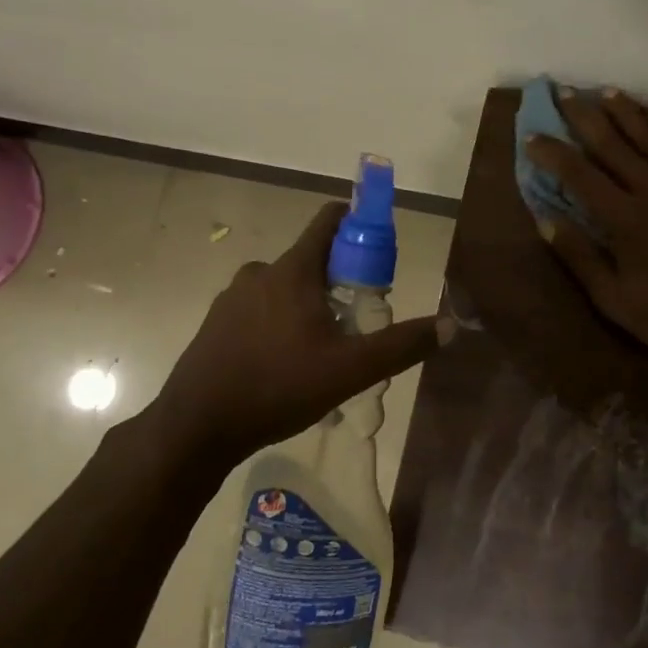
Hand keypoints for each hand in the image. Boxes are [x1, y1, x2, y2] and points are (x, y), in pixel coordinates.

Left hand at [148, 201, 452, 471]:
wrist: (197, 426)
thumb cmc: (278, 387)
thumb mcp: (350, 370)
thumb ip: (401, 345)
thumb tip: (450, 325)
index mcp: (292, 271)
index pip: (330, 220)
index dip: (360, 224)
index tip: (380, 251)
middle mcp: (260, 273)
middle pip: (313, 260)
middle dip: (341, 282)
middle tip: (359, 322)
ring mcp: (232, 298)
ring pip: (286, 289)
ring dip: (310, 308)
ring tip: (324, 353)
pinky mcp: (216, 324)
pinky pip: (261, 311)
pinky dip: (281, 325)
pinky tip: (287, 366)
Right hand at [527, 87, 647, 369]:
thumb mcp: (614, 299)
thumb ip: (579, 256)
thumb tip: (544, 219)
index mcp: (624, 218)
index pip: (579, 175)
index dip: (553, 153)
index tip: (532, 136)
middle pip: (613, 144)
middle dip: (585, 117)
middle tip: (566, 92)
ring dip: (626, 112)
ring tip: (606, 91)